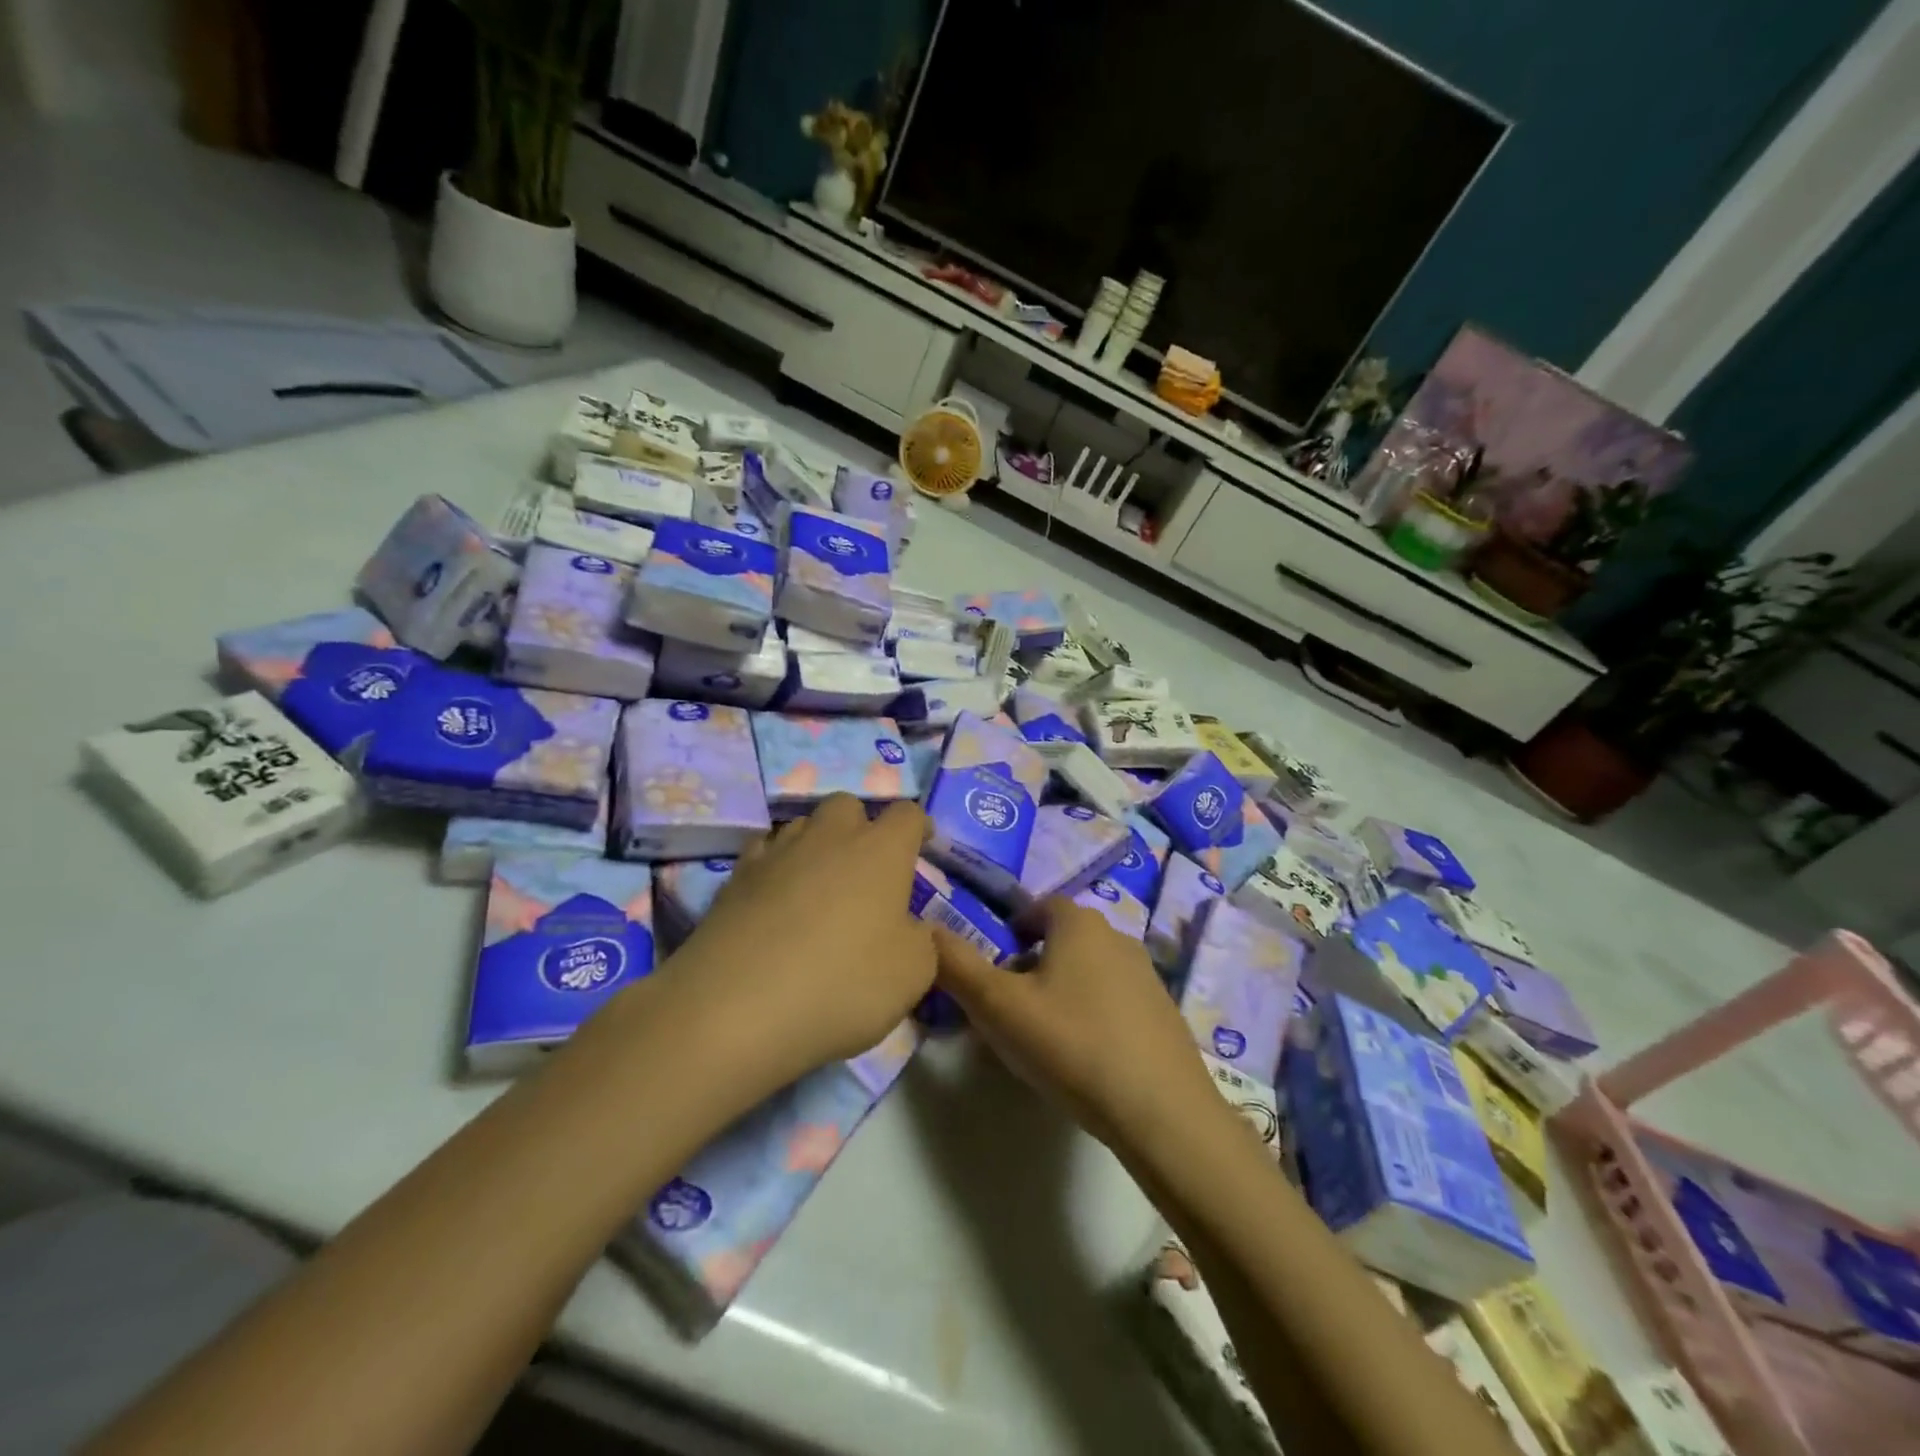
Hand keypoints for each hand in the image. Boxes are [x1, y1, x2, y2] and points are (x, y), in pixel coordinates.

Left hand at [657, 796, 936, 1092]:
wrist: (737, 1007)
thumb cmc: (843, 984)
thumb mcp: (912, 975)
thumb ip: (921, 941)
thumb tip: (910, 928)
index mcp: (881, 851)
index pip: (907, 814)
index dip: (918, 826)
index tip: (922, 844)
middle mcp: (829, 837)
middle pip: (848, 806)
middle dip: (860, 826)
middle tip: (865, 867)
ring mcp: (777, 853)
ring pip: (802, 825)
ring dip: (816, 844)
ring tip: (818, 884)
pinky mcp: (735, 877)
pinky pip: (764, 853)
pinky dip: (776, 866)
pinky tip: (775, 898)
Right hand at [931, 897, 1224, 1159]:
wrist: (1161, 1111)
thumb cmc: (1071, 1045)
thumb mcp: (998, 1007)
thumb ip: (955, 965)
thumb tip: (925, 932)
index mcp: (1078, 923)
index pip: (1038, 907)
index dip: (1010, 932)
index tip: (994, 971)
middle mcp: (1117, 936)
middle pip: (1063, 939)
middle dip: (1033, 965)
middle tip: (1010, 1009)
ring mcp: (1147, 975)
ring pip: (1089, 970)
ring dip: (1064, 990)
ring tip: (1044, 1037)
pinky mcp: (1164, 1012)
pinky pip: (1116, 1000)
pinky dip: (1094, 1015)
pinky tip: (1085, 1057)